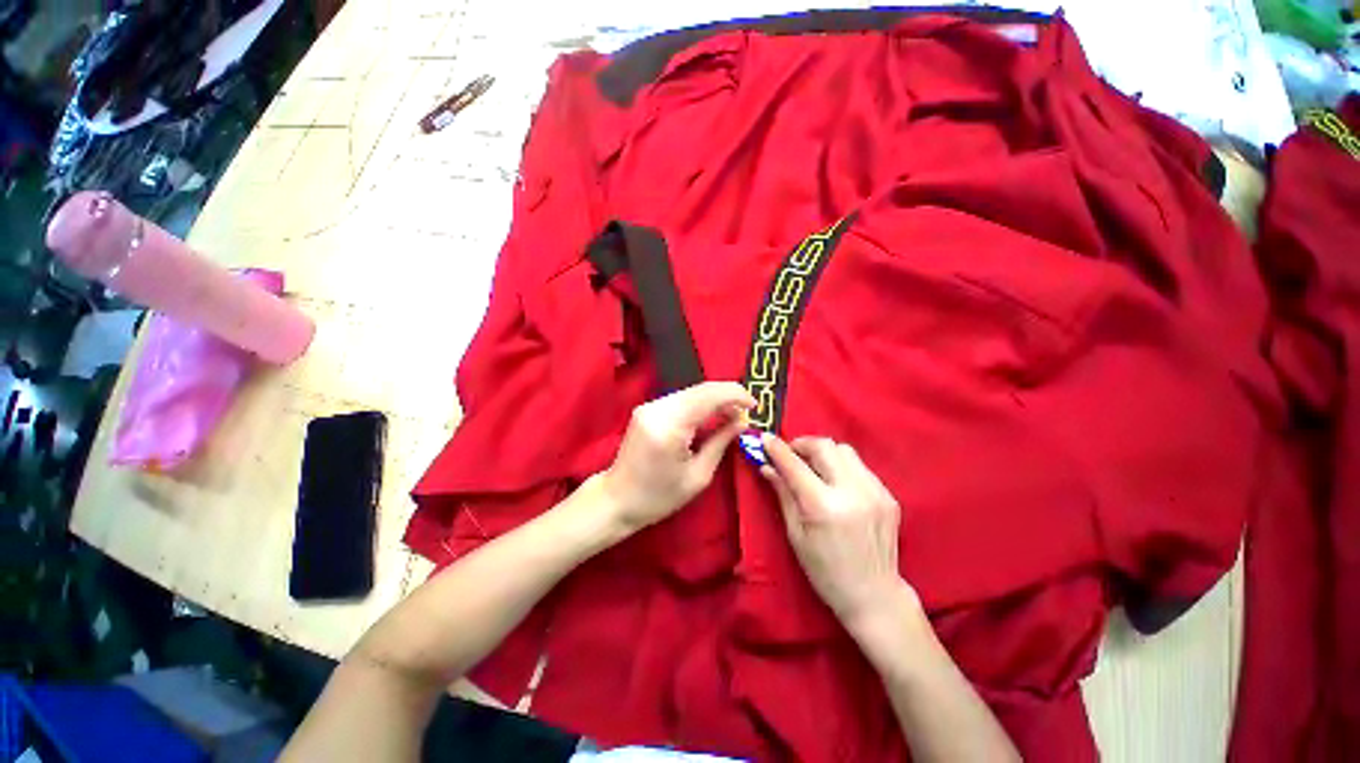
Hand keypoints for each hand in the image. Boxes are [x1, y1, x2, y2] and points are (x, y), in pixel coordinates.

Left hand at [601, 381, 755, 532]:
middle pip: (700, 389)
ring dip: (715, 398)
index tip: (755, 405)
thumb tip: (741, 421)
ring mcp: (649, 406)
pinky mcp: (647, 408)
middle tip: (746, 411)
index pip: (708, 396)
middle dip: (727, 395)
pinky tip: (712, 414)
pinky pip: (681, 398)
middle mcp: (657, 408)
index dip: (735, 395)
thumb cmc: (658, 496)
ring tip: (732, 414)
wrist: (617, 499)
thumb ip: (721, 442)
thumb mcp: (698, 476)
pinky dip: (700, 403)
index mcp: (670, 426)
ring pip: (691, 391)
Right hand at [760, 435, 916, 629]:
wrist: (874, 596)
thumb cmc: (825, 571)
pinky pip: (860, 467)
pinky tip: (836, 485)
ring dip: (824, 453)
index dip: (777, 448)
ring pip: (845, 450)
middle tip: (791, 455)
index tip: (765, 438)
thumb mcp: (795, 534)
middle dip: (802, 444)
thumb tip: (767, 466)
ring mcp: (875, 492)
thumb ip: (783, 493)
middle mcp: (852, 492)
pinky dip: (842, 467)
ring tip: (814, 468)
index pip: (795, 465)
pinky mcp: (889, 495)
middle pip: (825, 446)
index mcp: (824, 507)